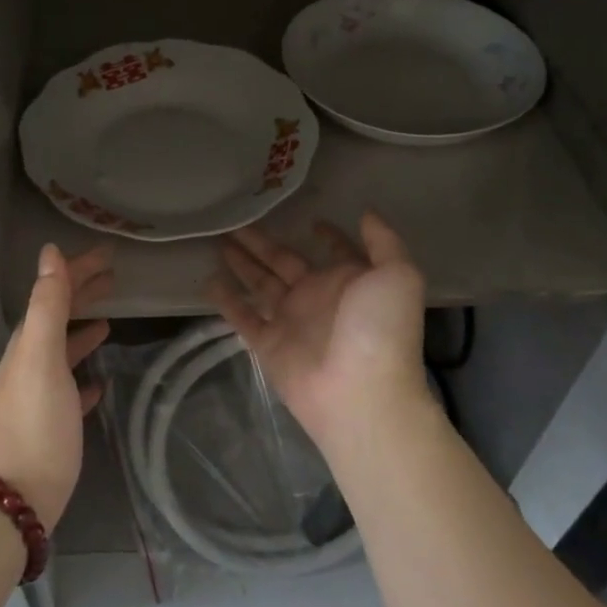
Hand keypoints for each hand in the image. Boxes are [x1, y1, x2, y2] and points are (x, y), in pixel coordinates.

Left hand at [0, 243, 112, 531]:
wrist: (11, 501)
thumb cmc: (34, 425)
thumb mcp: (42, 358)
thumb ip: (48, 306)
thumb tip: (50, 253)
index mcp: (28, 344)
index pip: (54, 292)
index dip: (78, 270)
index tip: (108, 255)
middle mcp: (29, 364)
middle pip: (57, 317)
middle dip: (81, 294)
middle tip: (113, 278)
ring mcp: (37, 396)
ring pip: (62, 351)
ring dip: (83, 330)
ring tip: (109, 321)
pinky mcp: (49, 426)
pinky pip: (68, 389)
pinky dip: (83, 375)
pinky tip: (99, 382)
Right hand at [205, 212, 426, 452]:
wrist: (360, 392)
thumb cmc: (381, 330)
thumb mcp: (397, 276)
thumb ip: (384, 242)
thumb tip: (366, 213)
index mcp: (349, 281)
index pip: (336, 252)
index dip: (327, 237)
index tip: (311, 221)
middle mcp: (318, 298)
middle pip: (285, 262)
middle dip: (263, 244)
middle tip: (237, 222)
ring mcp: (291, 321)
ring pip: (260, 285)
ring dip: (242, 264)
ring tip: (219, 241)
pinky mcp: (268, 344)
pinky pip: (242, 317)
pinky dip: (226, 300)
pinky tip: (208, 280)